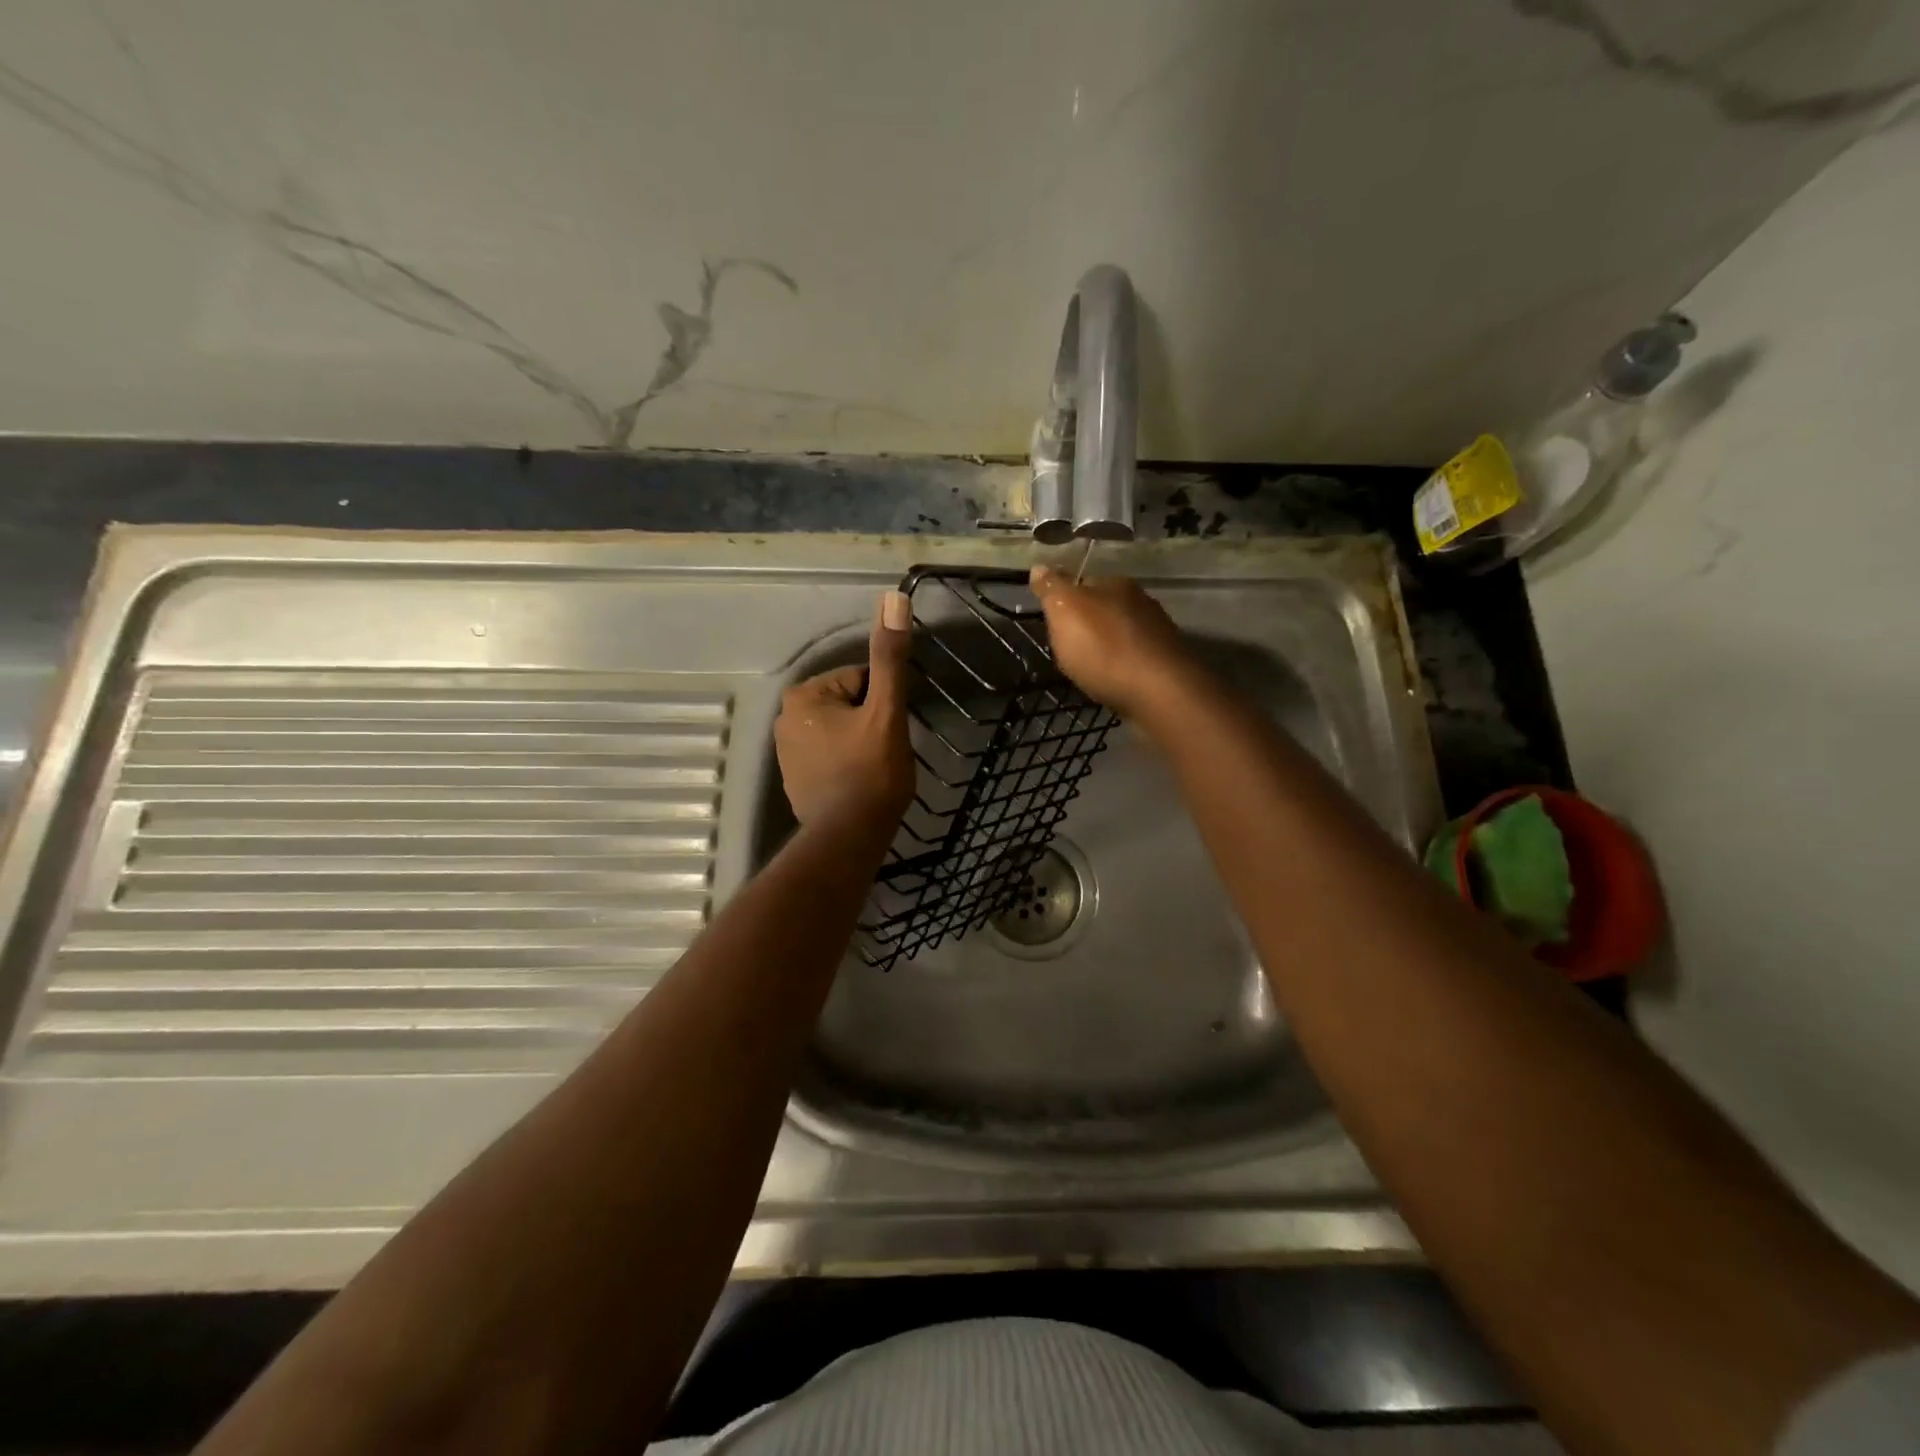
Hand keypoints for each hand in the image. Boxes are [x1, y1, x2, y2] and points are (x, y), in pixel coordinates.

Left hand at [775, 590, 914, 826]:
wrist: (849, 838)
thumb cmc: (871, 772)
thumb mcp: (886, 710)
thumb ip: (889, 657)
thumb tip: (893, 598)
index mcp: (803, 696)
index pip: (859, 681)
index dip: (883, 704)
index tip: (889, 733)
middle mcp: (785, 719)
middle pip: (849, 706)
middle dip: (870, 724)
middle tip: (884, 754)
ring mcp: (787, 753)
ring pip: (841, 732)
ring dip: (861, 745)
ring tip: (875, 772)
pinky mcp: (795, 780)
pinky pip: (830, 757)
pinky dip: (847, 766)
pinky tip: (860, 786)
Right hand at [1029, 565, 1197, 719]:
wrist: (1158, 691)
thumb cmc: (1103, 647)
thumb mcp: (1065, 612)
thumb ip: (1051, 588)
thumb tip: (1038, 567)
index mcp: (1116, 584)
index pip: (1084, 582)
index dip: (1066, 601)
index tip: (1054, 623)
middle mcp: (1141, 601)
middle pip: (1105, 608)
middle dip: (1089, 625)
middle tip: (1070, 648)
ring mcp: (1158, 632)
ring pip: (1122, 633)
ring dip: (1108, 646)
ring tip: (1091, 667)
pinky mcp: (1167, 662)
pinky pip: (1136, 658)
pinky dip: (1123, 666)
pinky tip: (1114, 680)